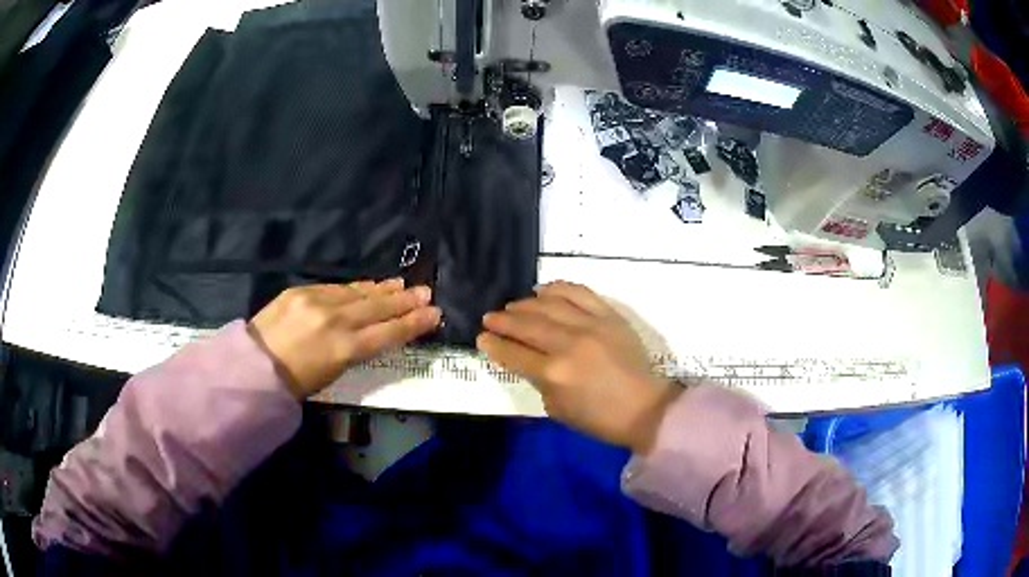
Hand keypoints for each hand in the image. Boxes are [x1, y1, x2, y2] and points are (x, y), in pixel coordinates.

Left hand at [250, 279, 440, 398]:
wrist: (254, 366)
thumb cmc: (295, 383)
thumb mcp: (332, 375)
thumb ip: (355, 352)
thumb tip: (373, 335)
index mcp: (344, 350)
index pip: (388, 333)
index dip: (413, 324)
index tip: (434, 314)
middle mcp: (336, 321)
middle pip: (378, 308)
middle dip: (405, 301)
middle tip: (426, 293)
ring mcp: (317, 302)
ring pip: (359, 293)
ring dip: (383, 290)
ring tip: (402, 285)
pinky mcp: (302, 291)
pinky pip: (337, 287)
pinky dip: (357, 287)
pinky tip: (370, 285)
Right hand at [476, 281, 679, 453]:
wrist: (644, 408)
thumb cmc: (599, 418)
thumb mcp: (557, 409)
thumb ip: (538, 381)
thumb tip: (526, 360)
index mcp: (553, 373)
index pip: (513, 353)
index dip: (493, 345)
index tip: (481, 338)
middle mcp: (568, 344)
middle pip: (526, 325)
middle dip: (502, 320)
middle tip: (490, 318)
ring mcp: (590, 325)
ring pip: (549, 305)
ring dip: (525, 304)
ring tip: (513, 306)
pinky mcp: (609, 315)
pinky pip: (579, 293)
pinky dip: (558, 288)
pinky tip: (544, 290)